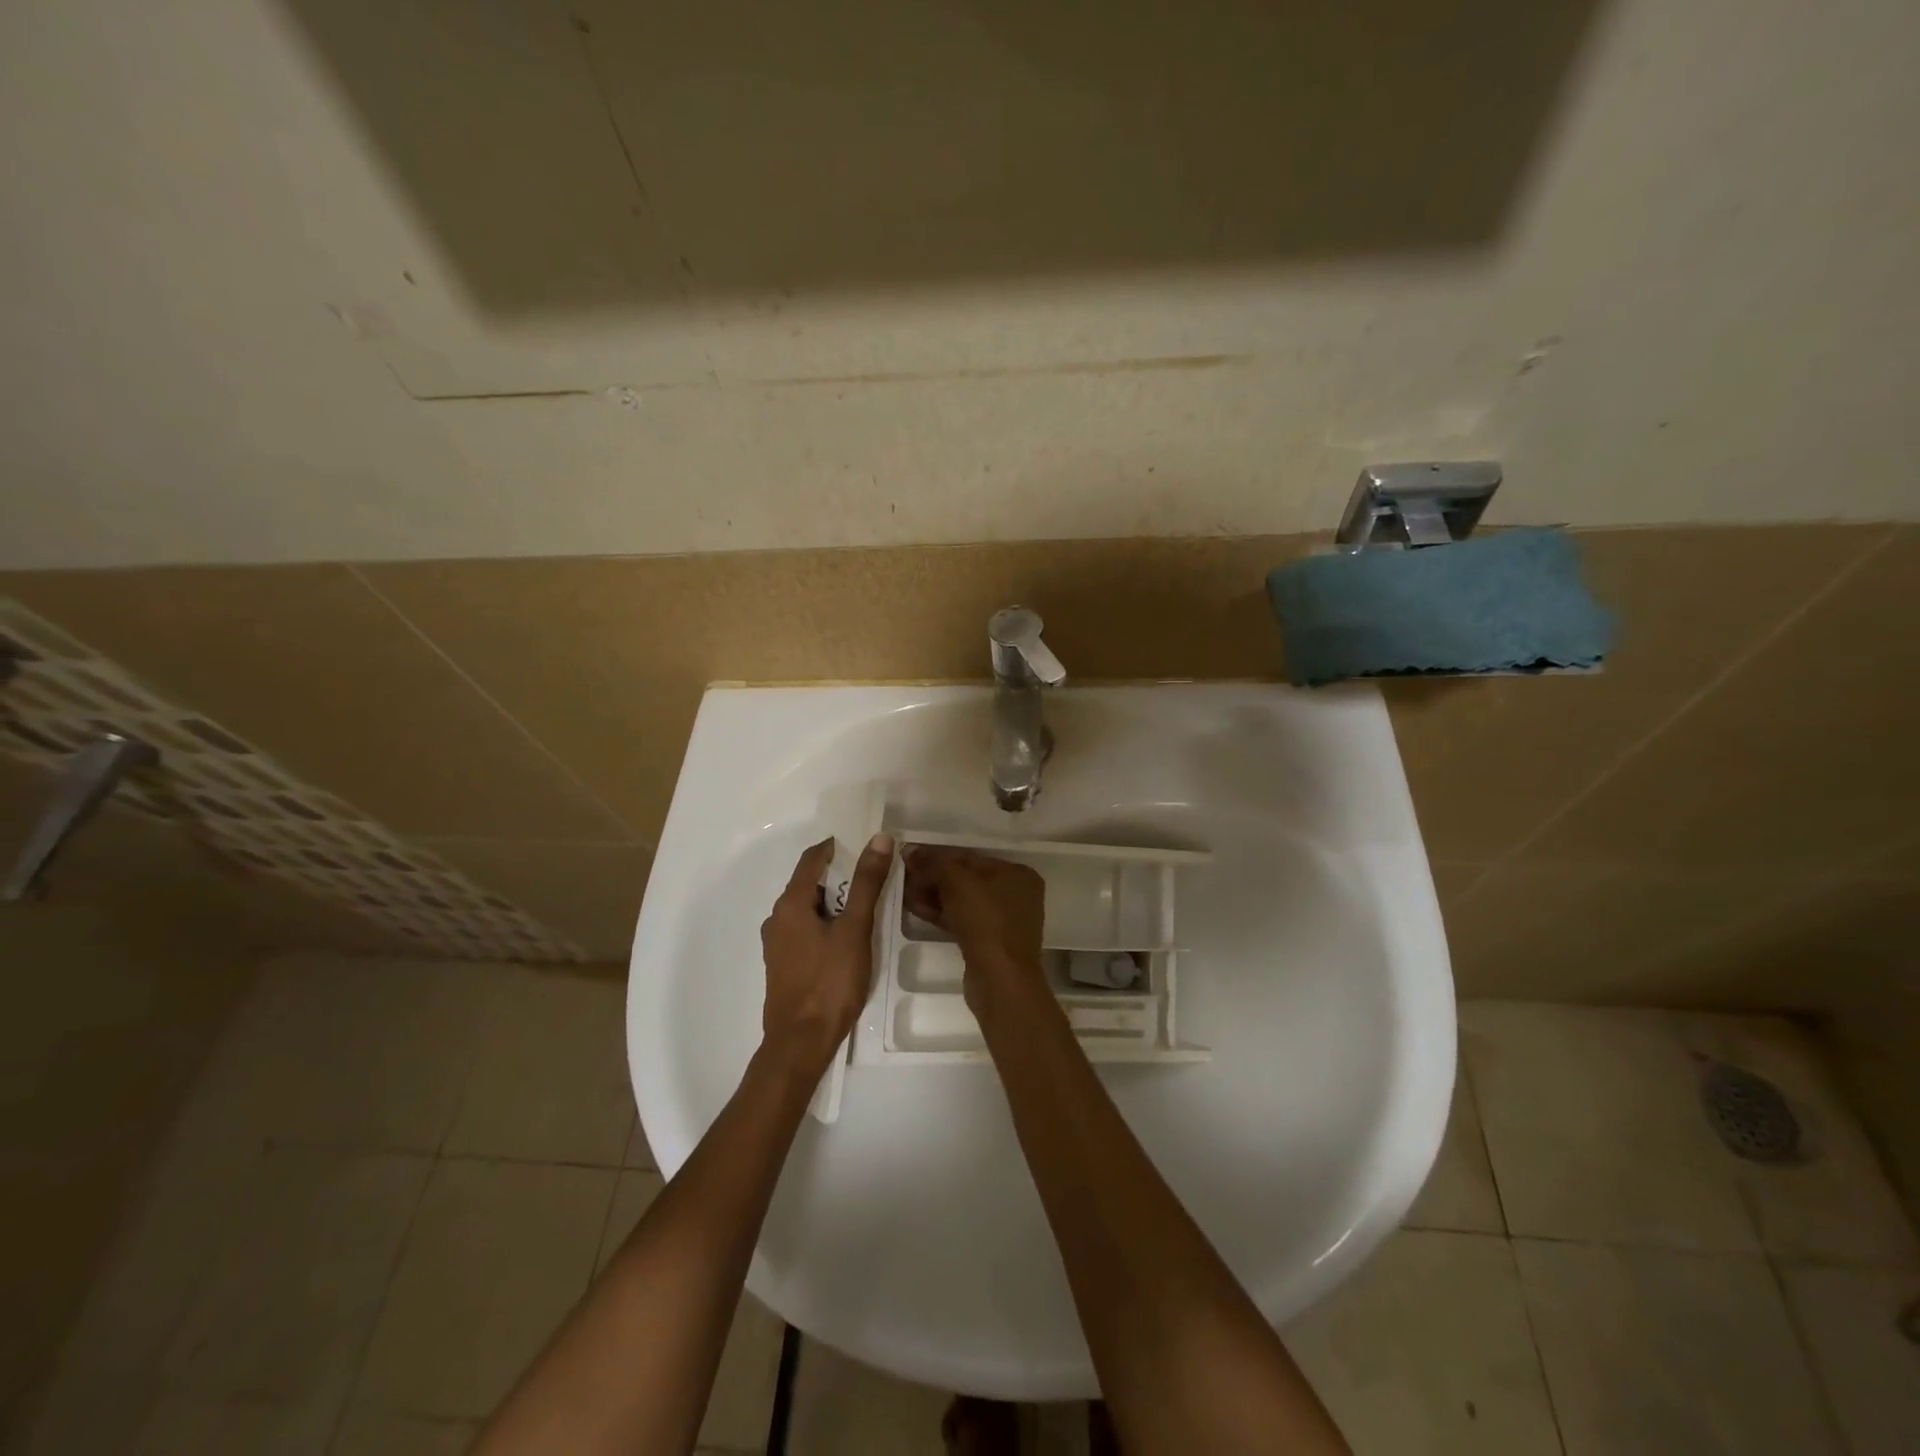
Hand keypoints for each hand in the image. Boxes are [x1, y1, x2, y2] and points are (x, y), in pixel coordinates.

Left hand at [760, 833, 893, 1073]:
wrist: (801, 1043)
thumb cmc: (830, 982)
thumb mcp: (855, 929)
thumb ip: (866, 883)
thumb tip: (878, 839)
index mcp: (790, 904)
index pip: (812, 859)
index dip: (838, 847)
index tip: (866, 846)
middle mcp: (777, 918)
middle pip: (810, 883)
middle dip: (841, 877)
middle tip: (874, 880)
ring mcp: (778, 944)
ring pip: (809, 909)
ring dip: (835, 903)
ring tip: (867, 910)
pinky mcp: (784, 965)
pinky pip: (806, 930)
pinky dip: (826, 924)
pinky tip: (848, 941)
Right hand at [902, 847, 1046, 1010]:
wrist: (999, 979)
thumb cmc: (985, 920)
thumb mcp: (956, 882)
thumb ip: (933, 863)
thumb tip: (909, 850)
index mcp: (1017, 873)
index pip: (971, 857)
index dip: (938, 856)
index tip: (910, 858)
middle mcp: (1015, 894)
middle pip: (966, 879)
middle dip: (934, 878)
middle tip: (904, 877)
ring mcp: (1004, 921)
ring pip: (962, 901)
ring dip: (933, 896)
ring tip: (904, 893)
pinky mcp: (990, 943)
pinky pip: (962, 920)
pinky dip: (941, 913)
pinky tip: (915, 909)